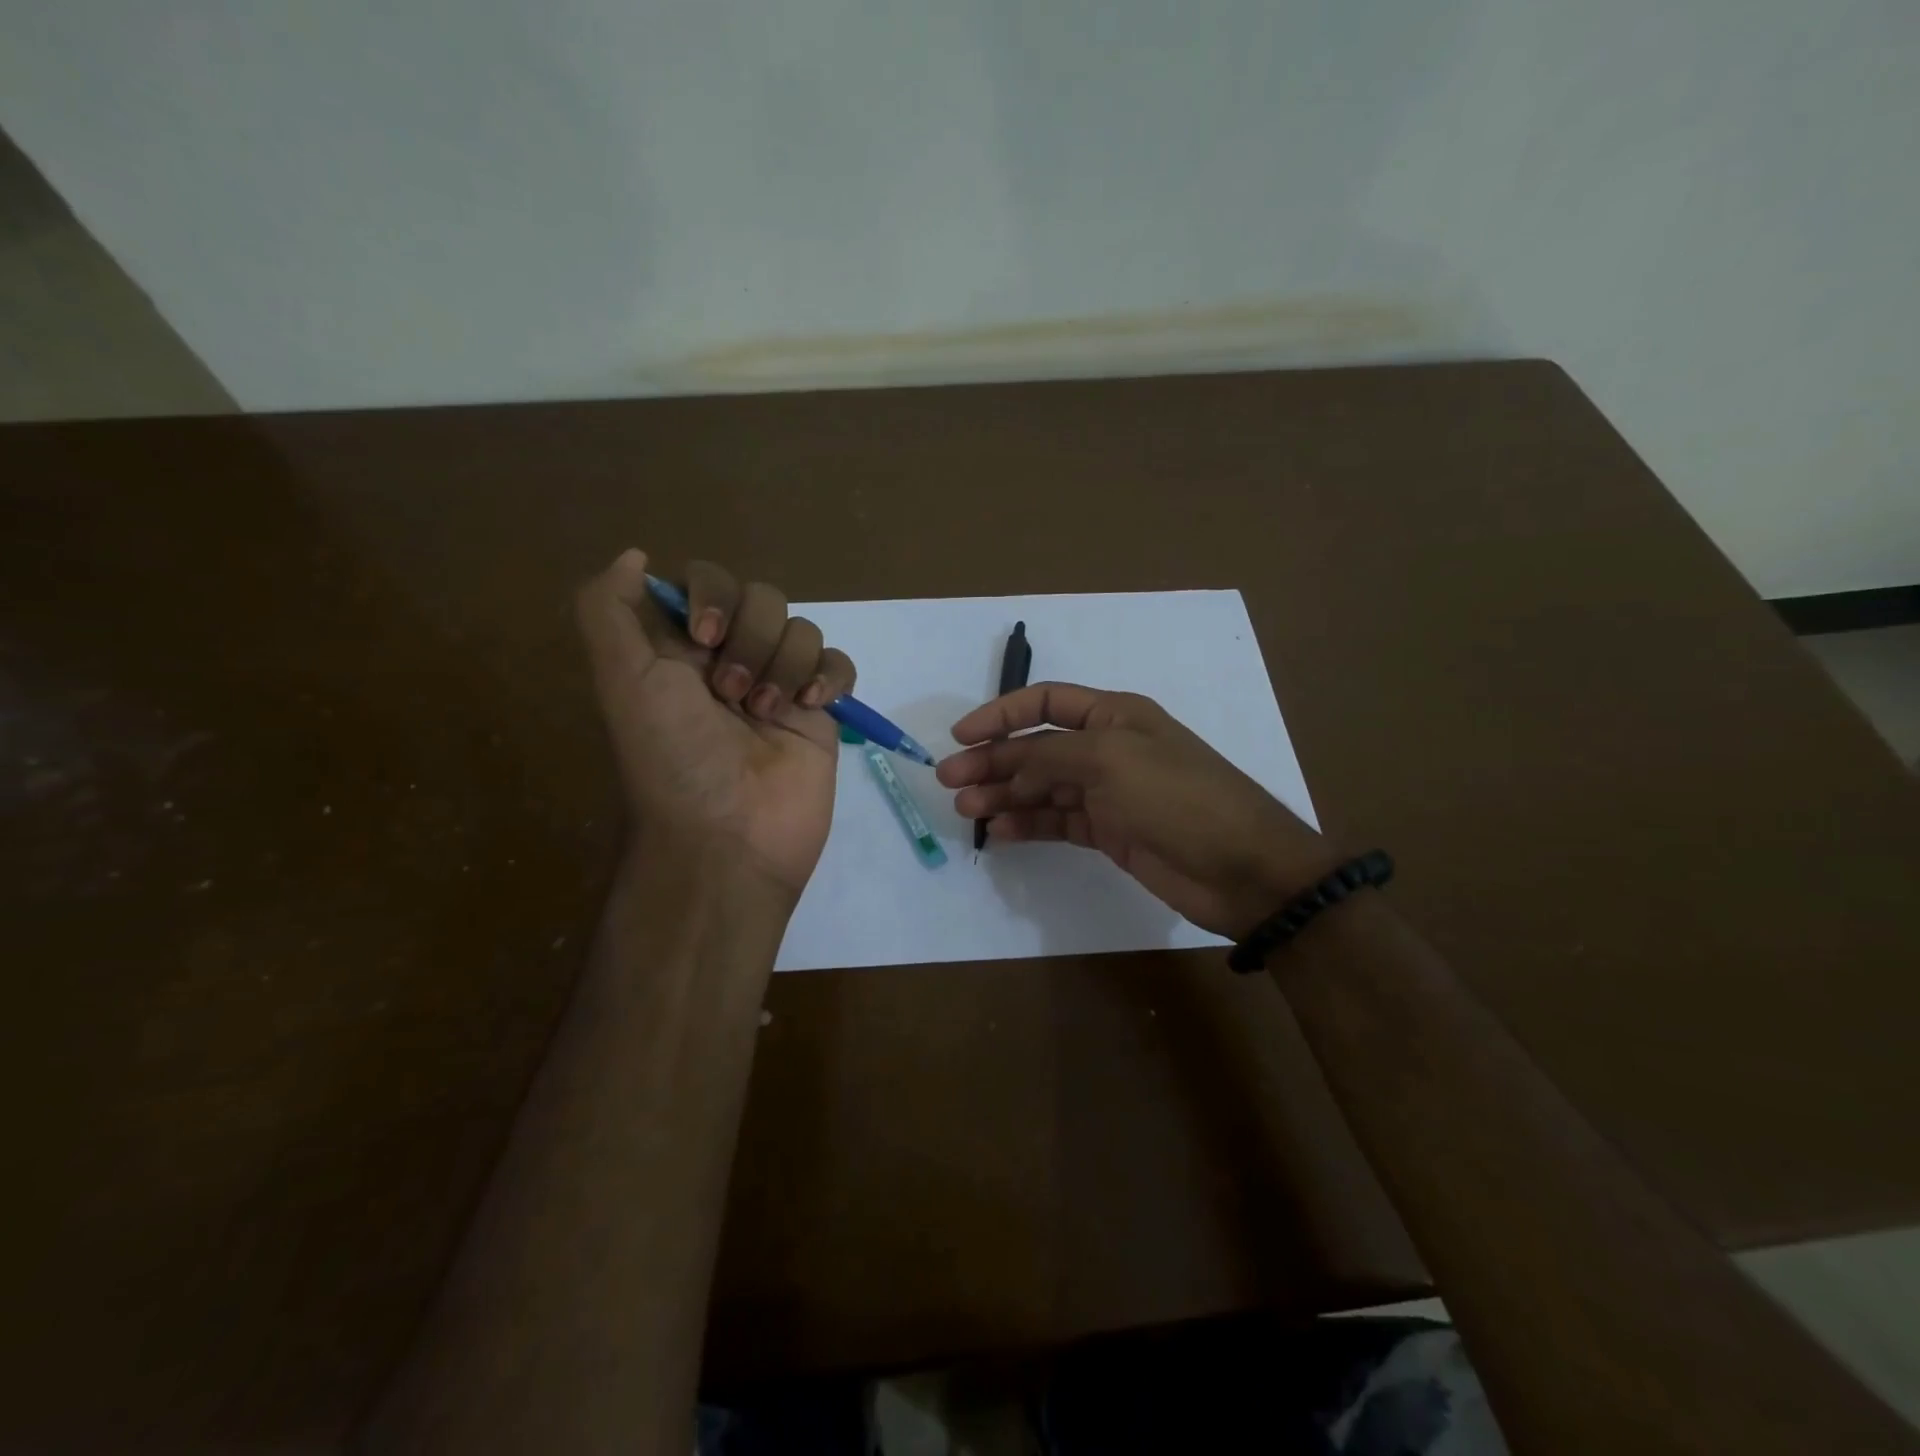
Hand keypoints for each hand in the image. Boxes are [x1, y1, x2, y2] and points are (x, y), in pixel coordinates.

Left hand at [575, 550, 856, 894]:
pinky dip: (829, 677)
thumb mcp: (621, 681)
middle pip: (762, 599)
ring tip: (767, 715)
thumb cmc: (674, 757)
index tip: (705, 638)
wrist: (730, 838)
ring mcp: (779, 685)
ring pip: (803, 630)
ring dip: (786, 667)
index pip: (707, 583)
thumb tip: (634, 556)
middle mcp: (730, 660)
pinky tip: (812, 708)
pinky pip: (839, 664)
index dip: (713, 596)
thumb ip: (608, 610)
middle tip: (733, 695)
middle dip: (752, 640)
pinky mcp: (819, 712)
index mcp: (681, 650)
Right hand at [936, 683, 1332, 937]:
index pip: (1046, 703)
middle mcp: (1108, 748)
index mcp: (1114, 715)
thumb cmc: (1177, 797)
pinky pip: (1058, 821)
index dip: (1001, 714)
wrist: (1241, 868)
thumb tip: (1003, 761)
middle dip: (993, 761)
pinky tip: (1001, 833)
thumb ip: (1049, 756)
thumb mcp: (1109, 761)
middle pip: (1037, 748)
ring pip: (1042, 788)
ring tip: (968, 810)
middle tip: (949, 781)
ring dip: (1004, 795)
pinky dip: (1029, 825)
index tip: (961, 737)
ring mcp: (1109, 793)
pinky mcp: (1110, 832)